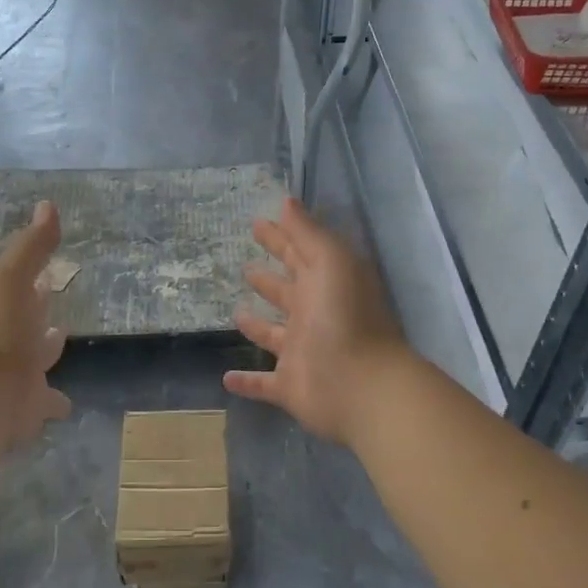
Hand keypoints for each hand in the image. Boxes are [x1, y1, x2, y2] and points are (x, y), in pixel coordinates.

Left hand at [0, 201, 71, 450]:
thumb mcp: (11, 278)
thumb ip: (32, 247)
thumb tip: (48, 205)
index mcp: (6, 310)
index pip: (22, 291)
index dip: (34, 284)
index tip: (46, 277)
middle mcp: (11, 342)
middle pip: (29, 329)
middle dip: (41, 320)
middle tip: (56, 314)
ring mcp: (19, 377)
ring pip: (36, 366)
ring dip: (46, 358)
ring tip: (61, 347)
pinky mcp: (28, 410)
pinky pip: (46, 406)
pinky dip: (55, 406)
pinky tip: (68, 408)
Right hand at [223, 198, 409, 443]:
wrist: (360, 386)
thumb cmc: (345, 317)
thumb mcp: (330, 262)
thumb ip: (307, 233)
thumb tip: (287, 200)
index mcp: (325, 284)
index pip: (299, 254)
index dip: (281, 238)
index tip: (257, 223)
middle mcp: (314, 316)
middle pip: (287, 292)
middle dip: (268, 278)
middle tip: (245, 266)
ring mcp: (302, 353)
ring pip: (274, 336)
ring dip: (257, 326)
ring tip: (236, 312)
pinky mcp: (290, 386)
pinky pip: (263, 383)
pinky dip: (247, 382)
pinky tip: (226, 378)